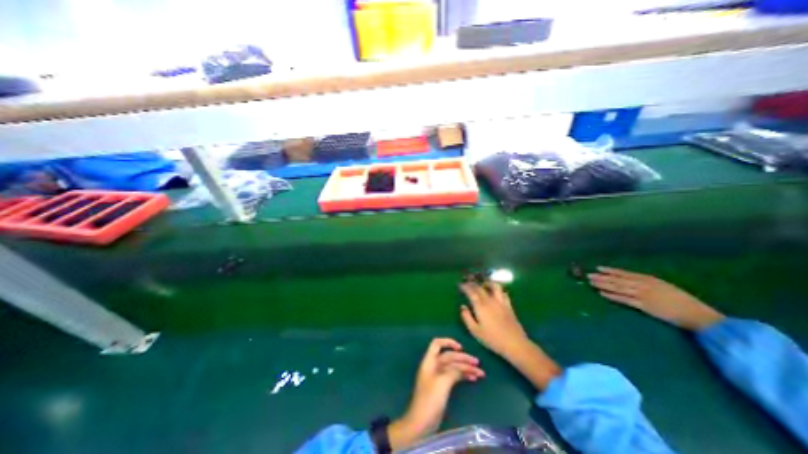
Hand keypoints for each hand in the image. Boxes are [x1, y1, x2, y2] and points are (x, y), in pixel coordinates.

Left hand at [388, 337, 481, 450]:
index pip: (437, 344)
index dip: (448, 342)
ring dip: (466, 368)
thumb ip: (452, 371)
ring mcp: (438, 376)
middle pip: (449, 356)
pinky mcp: (443, 386)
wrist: (422, 422)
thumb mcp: (442, 382)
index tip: (461, 348)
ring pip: (454, 366)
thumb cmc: (430, 399)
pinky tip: (473, 378)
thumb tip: (462, 367)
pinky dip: (463, 376)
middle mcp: (434, 366)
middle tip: (477, 363)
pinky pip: (454, 376)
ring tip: (480, 373)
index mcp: (430, 361)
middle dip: (463, 358)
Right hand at [461, 281, 531, 358]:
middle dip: (472, 284)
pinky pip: (503, 293)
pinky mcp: (509, 305)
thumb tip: (463, 307)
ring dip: (487, 283)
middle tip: (467, 283)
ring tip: (482, 284)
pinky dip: (498, 290)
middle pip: (480, 288)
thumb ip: (467, 317)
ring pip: (494, 286)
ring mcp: (501, 302)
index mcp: (480, 306)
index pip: (471, 292)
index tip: (460, 285)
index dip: (465, 287)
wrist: (515, 344)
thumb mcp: (475, 331)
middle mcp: (490, 301)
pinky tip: (496, 292)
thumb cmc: (492, 339)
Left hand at [588, 265, 726, 329]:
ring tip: (591, 282)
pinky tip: (602, 293)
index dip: (611, 270)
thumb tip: (630, 280)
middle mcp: (644, 285)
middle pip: (618, 280)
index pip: (625, 273)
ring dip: (603, 285)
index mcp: (649, 279)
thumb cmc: (683, 301)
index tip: (598, 268)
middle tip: (588, 275)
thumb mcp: (664, 286)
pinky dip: (612, 296)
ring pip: (618, 288)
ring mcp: (643, 295)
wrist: (699, 315)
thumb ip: (647, 283)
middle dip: (602, 277)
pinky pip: (625, 300)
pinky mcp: (644, 306)